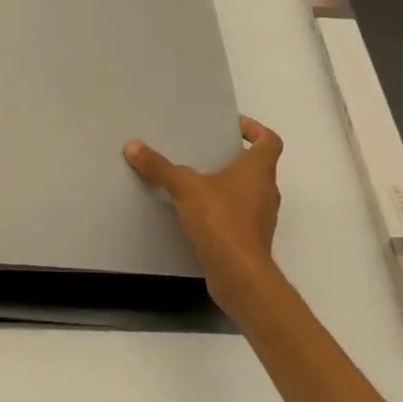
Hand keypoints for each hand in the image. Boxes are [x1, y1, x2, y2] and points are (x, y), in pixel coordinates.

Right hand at [125, 115, 283, 312]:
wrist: (239, 275)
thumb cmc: (221, 220)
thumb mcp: (185, 187)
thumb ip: (159, 167)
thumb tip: (133, 146)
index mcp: (258, 170)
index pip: (269, 141)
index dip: (255, 129)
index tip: (232, 126)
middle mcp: (266, 191)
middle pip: (257, 166)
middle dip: (233, 158)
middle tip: (205, 151)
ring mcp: (260, 218)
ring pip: (247, 192)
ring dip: (226, 185)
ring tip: (195, 181)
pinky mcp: (250, 240)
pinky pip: (237, 216)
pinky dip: (221, 210)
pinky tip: (195, 213)